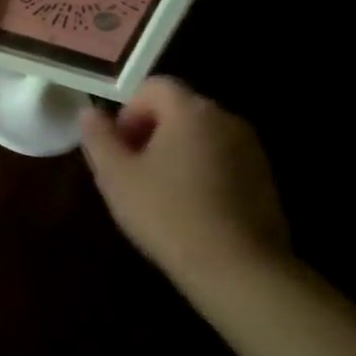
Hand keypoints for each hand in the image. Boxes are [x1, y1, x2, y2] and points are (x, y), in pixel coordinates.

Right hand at [79, 78, 289, 282]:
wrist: (238, 269)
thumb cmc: (166, 213)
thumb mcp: (115, 175)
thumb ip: (98, 137)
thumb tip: (89, 112)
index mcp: (190, 111)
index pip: (153, 87)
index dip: (128, 111)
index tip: (119, 148)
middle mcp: (226, 119)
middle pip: (178, 109)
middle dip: (150, 132)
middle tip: (132, 171)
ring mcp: (252, 149)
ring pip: (201, 136)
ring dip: (176, 153)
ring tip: (159, 192)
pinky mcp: (266, 179)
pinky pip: (223, 160)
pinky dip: (202, 172)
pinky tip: (190, 209)